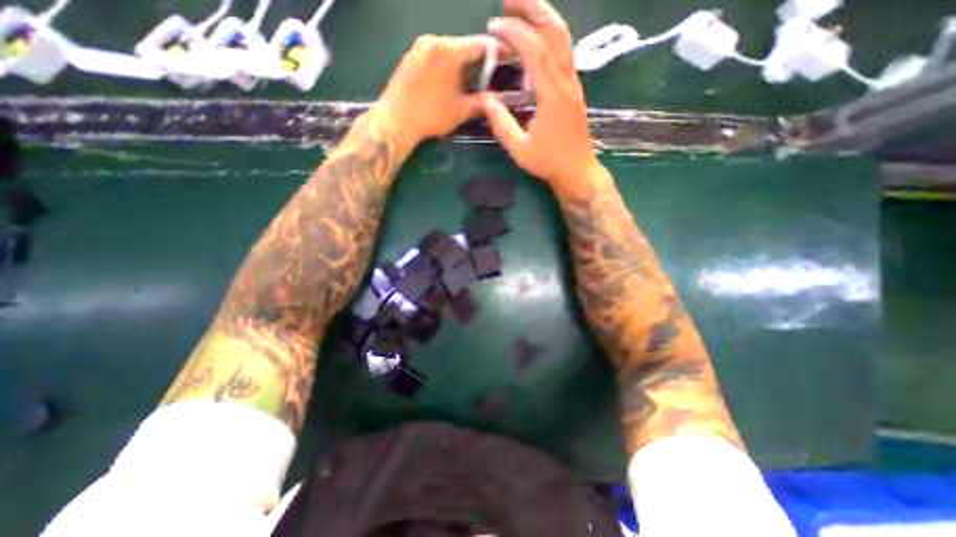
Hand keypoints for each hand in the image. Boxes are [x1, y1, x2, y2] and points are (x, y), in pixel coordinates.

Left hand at [374, 34, 492, 151]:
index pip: (480, 44)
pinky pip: (435, 56)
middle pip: (463, 46)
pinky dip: (445, 67)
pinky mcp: (410, 56)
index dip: (496, 54)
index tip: (504, 64)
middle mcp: (434, 40)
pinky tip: (446, 85)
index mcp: (449, 50)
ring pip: (448, 51)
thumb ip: (483, 103)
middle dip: (477, 63)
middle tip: (485, 81)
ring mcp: (419, 47)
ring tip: (466, 86)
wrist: (396, 120)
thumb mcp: (462, 111)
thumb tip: (499, 101)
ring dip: (460, 66)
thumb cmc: (431, 114)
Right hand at [482, 1, 599, 196]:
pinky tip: (534, 45)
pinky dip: (548, 40)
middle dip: (534, 9)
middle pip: (555, 32)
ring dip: (543, 19)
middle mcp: (566, 82)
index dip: (514, 33)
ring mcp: (573, 84)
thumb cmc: (548, 163)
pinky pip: (563, 55)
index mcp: (552, 96)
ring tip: (521, 12)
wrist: (577, 171)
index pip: (535, 50)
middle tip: (510, 1)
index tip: (494, 27)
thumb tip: (486, 100)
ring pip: (563, 40)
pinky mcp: (574, 90)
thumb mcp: (519, 149)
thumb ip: (501, 124)